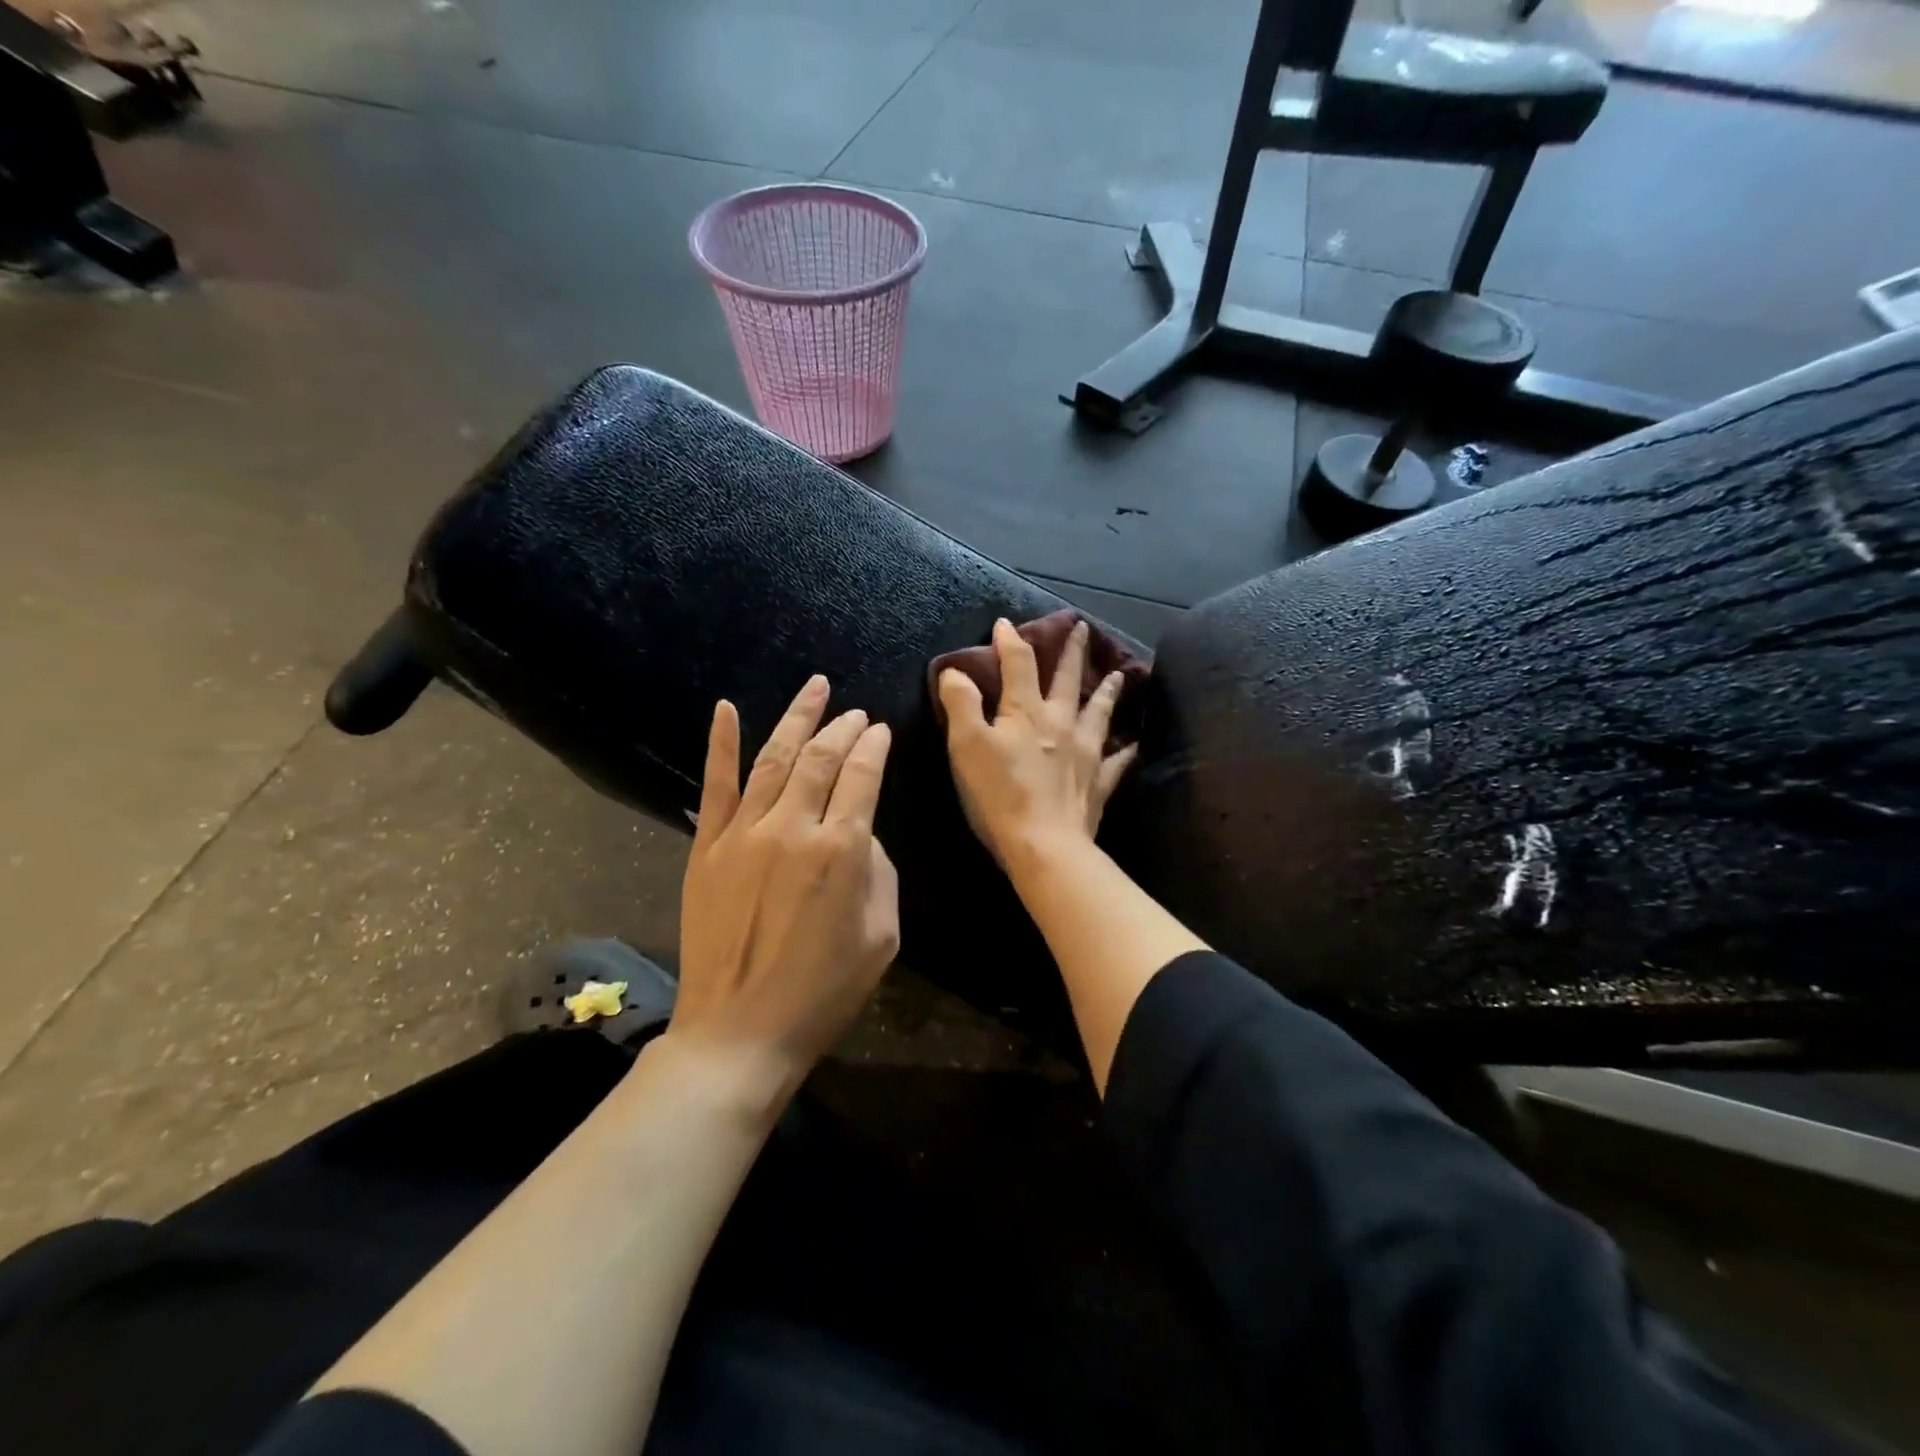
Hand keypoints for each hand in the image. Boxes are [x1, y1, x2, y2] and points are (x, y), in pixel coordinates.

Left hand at [670, 675, 899, 1099]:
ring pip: (775, 758)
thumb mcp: (882, 936)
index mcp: (841, 849)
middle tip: (855, 712)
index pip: (863, 775)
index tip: (881, 731)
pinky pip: (716, 784)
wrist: (740, 1032)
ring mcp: (743, 834)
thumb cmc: (824, 991)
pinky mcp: (707, 848)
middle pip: (822, 757)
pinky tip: (726, 708)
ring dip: (797, 717)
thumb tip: (859, 832)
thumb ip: (879, 871)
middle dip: (843, 727)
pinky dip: (721, 742)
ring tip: (815, 688)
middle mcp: (792, 828)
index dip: (875, 747)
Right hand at [937, 618, 1137, 875]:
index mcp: (1026, 712)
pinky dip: (1125, 751)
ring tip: (1118, 675)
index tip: (1005, 623)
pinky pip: (1116, 762)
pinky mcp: (1097, 784)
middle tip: (1082, 628)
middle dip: (1071, 652)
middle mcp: (1060, 723)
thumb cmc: (999, 794)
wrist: (1044, 845)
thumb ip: (961, 703)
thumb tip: (956, 670)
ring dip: (1106, 691)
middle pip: (1067, 680)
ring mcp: (1085, 753)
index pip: (1018, 664)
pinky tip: (1133, 744)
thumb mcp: (966, 745)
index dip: (1010, 641)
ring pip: (1098, 713)